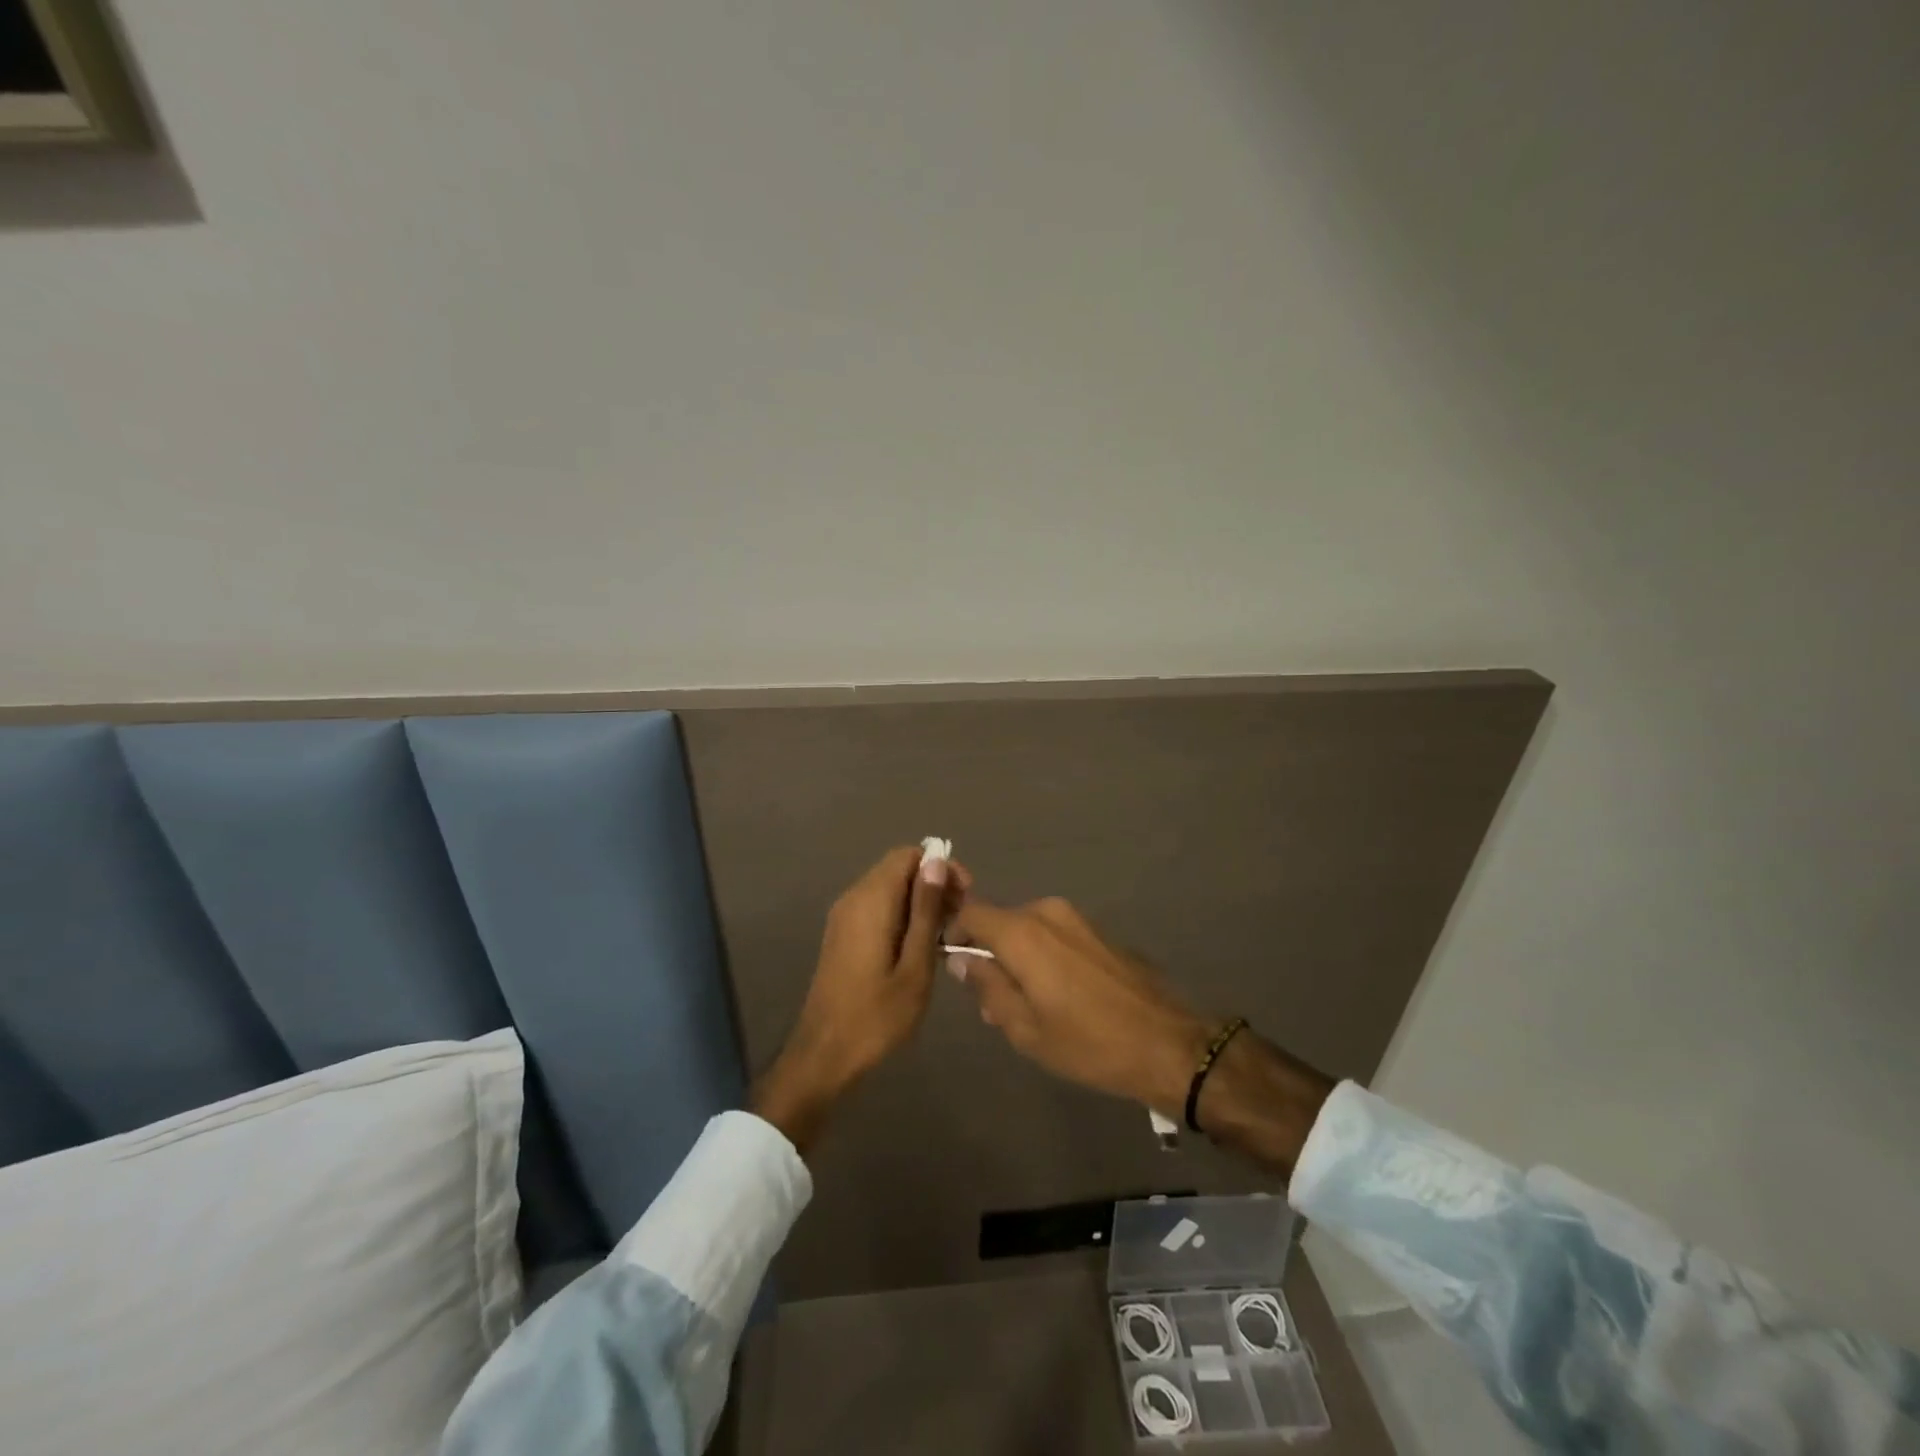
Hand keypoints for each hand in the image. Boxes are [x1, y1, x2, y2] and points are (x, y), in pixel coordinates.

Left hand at [753, 845, 968, 1153]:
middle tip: (960, 919)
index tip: (965, 895)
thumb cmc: (876, 1016)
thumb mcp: (915, 966)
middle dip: (933, 884)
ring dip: (920, 902)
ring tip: (946, 935)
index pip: (908, 855)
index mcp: (871, 901)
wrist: (824, 1056)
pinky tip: (921, 947)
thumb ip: (925, 911)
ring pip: (889, 889)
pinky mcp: (843, 935)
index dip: (940, 866)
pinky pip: (877, 908)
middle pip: (898, 868)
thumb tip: (936, 862)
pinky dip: (902, 916)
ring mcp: (844, 917)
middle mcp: (853, 898)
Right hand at [950, 895, 1334, 1174]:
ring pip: (1028, 929)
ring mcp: (1077, 919)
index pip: (971, 912)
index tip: (950, 960)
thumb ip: (987, 987)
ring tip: (1027, 1004)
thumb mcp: (1024, 1028)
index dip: (953, 931)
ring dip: (1017, 956)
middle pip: (1000, 921)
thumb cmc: (1087, 1042)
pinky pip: (1055, 935)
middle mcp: (1047, 913)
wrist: (1167, 1043)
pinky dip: (1044, 955)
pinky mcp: (1098, 931)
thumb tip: (963, 960)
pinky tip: (1059, 995)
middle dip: (988, 952)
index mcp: (1022, 932)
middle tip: (990, 1000)